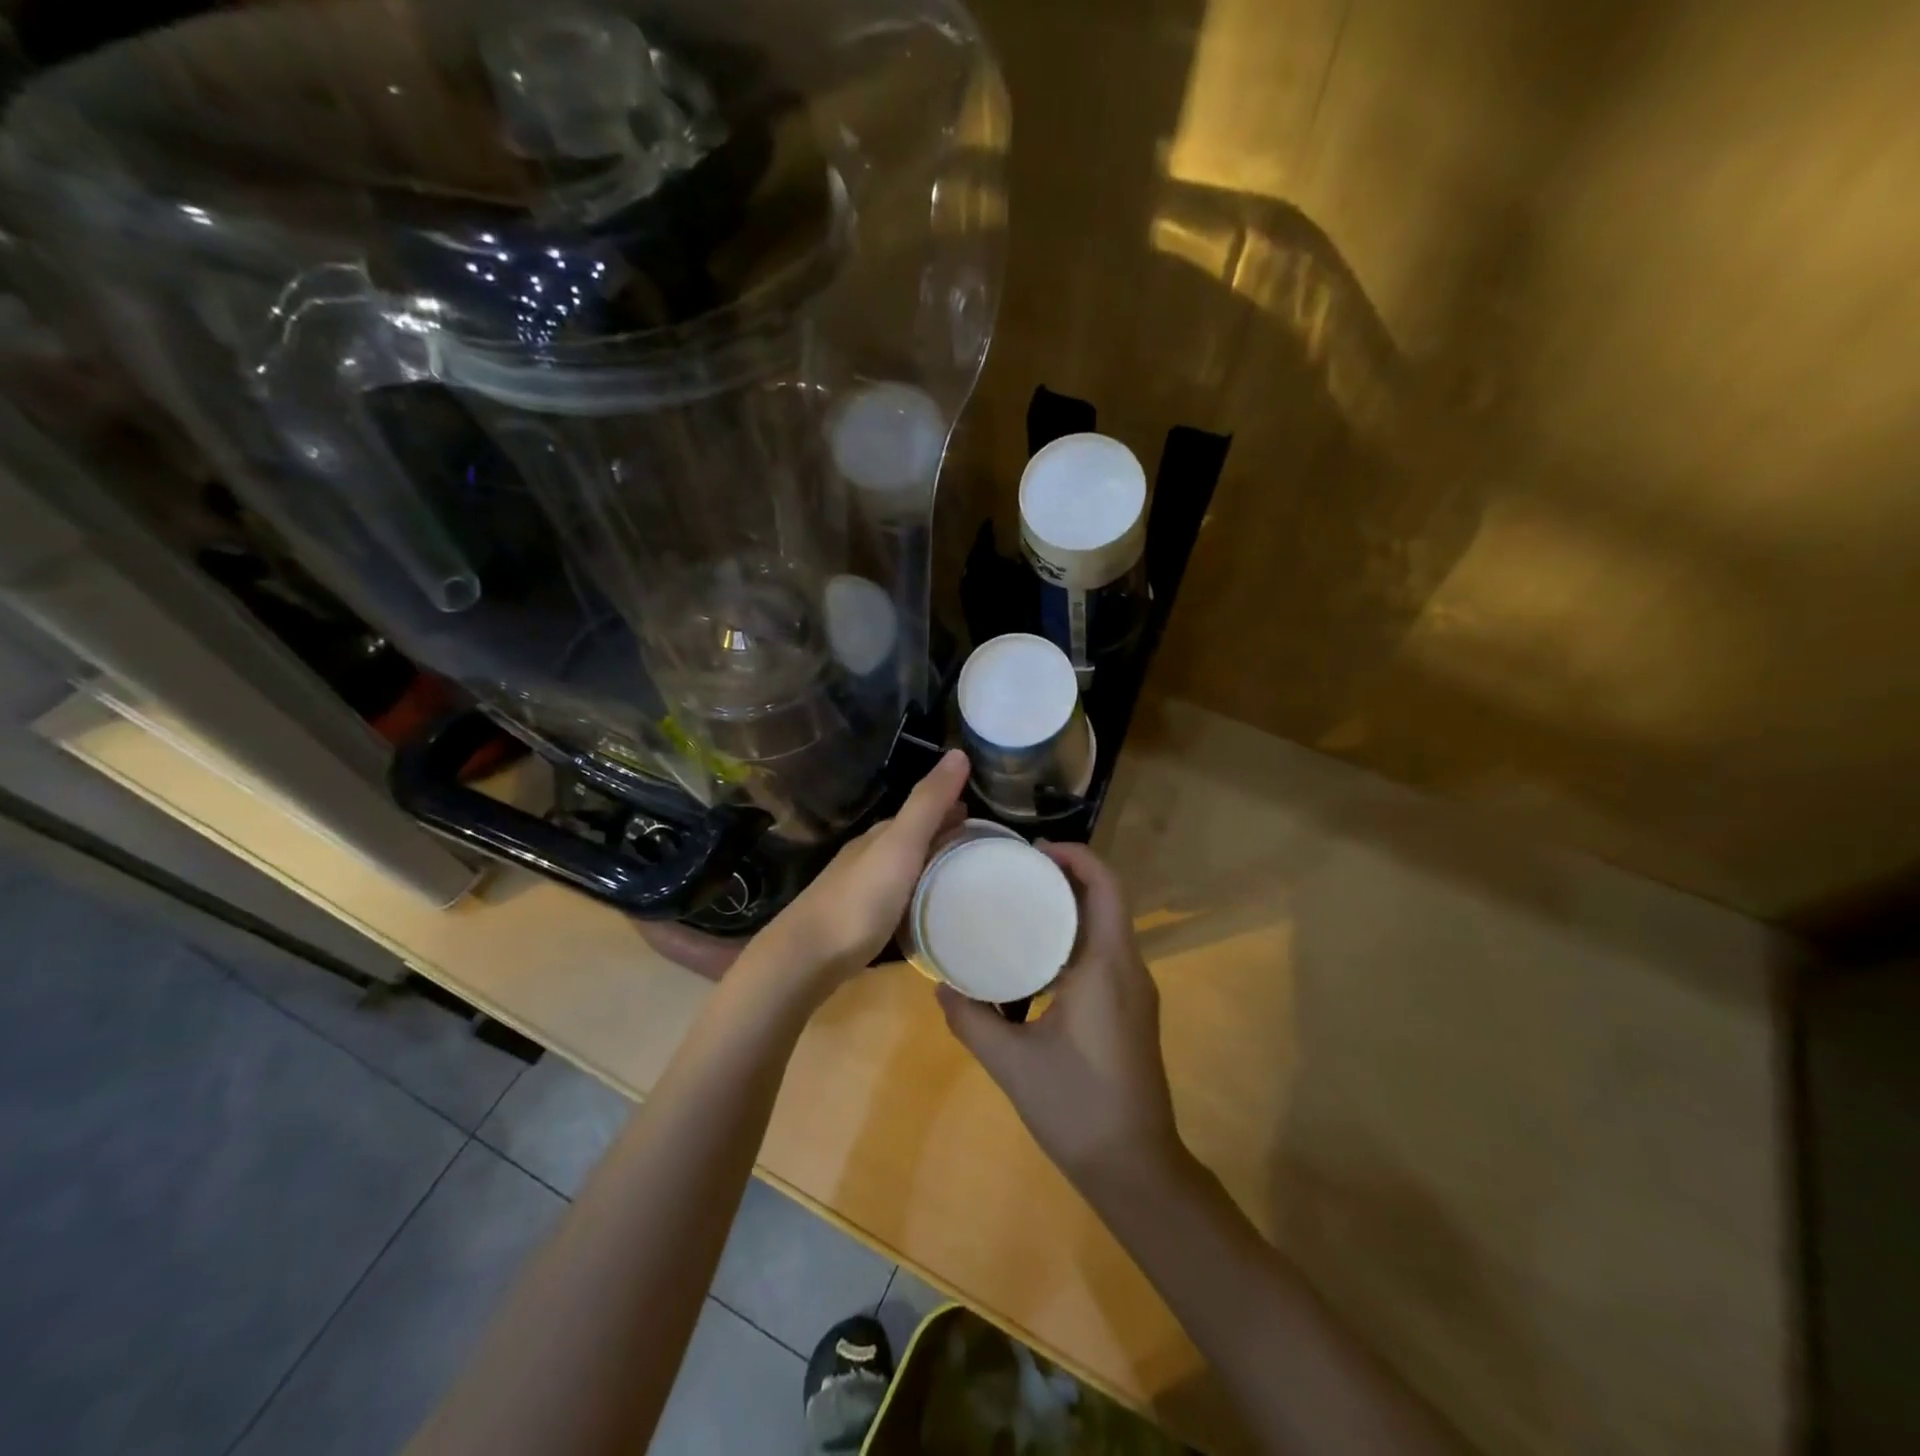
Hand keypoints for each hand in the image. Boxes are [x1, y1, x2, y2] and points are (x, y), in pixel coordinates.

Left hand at [755, 749, 969, 993]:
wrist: (806, 958)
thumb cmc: (859, 900)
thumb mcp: (900, 846)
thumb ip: (928, 803)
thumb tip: (959, 752)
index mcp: (880, 836)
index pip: (921, 812)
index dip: (949, 810)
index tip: (981, 818)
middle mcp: (868, 856)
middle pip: (912, 840)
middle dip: (943, 838)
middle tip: (980, 849)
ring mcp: (859, 890)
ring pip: (903, 870)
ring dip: (930, 868)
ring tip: (962, 881)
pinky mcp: (857, 922)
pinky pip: (896, 898)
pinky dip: (917, 895)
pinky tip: (927, 912)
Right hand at [938, 842, 1181, 1185]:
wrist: (1136, 1168)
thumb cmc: (1076, 1107)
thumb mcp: (1011, 1062)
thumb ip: (971, 1020)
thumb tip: (940, 987)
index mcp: (1107, 966)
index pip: (1105, 887)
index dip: (1076, 857)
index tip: (1034, 850)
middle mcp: (1129, 968)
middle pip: (1107, 899)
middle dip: (1068, 875)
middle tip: (1018, 870)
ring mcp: (1136, 991)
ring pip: (1109, 926)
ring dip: (1073, 905)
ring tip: (1023, 902)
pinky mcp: (1133, 1010)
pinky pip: (1107, 952)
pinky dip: (1077, 936)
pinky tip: (1040, 955)